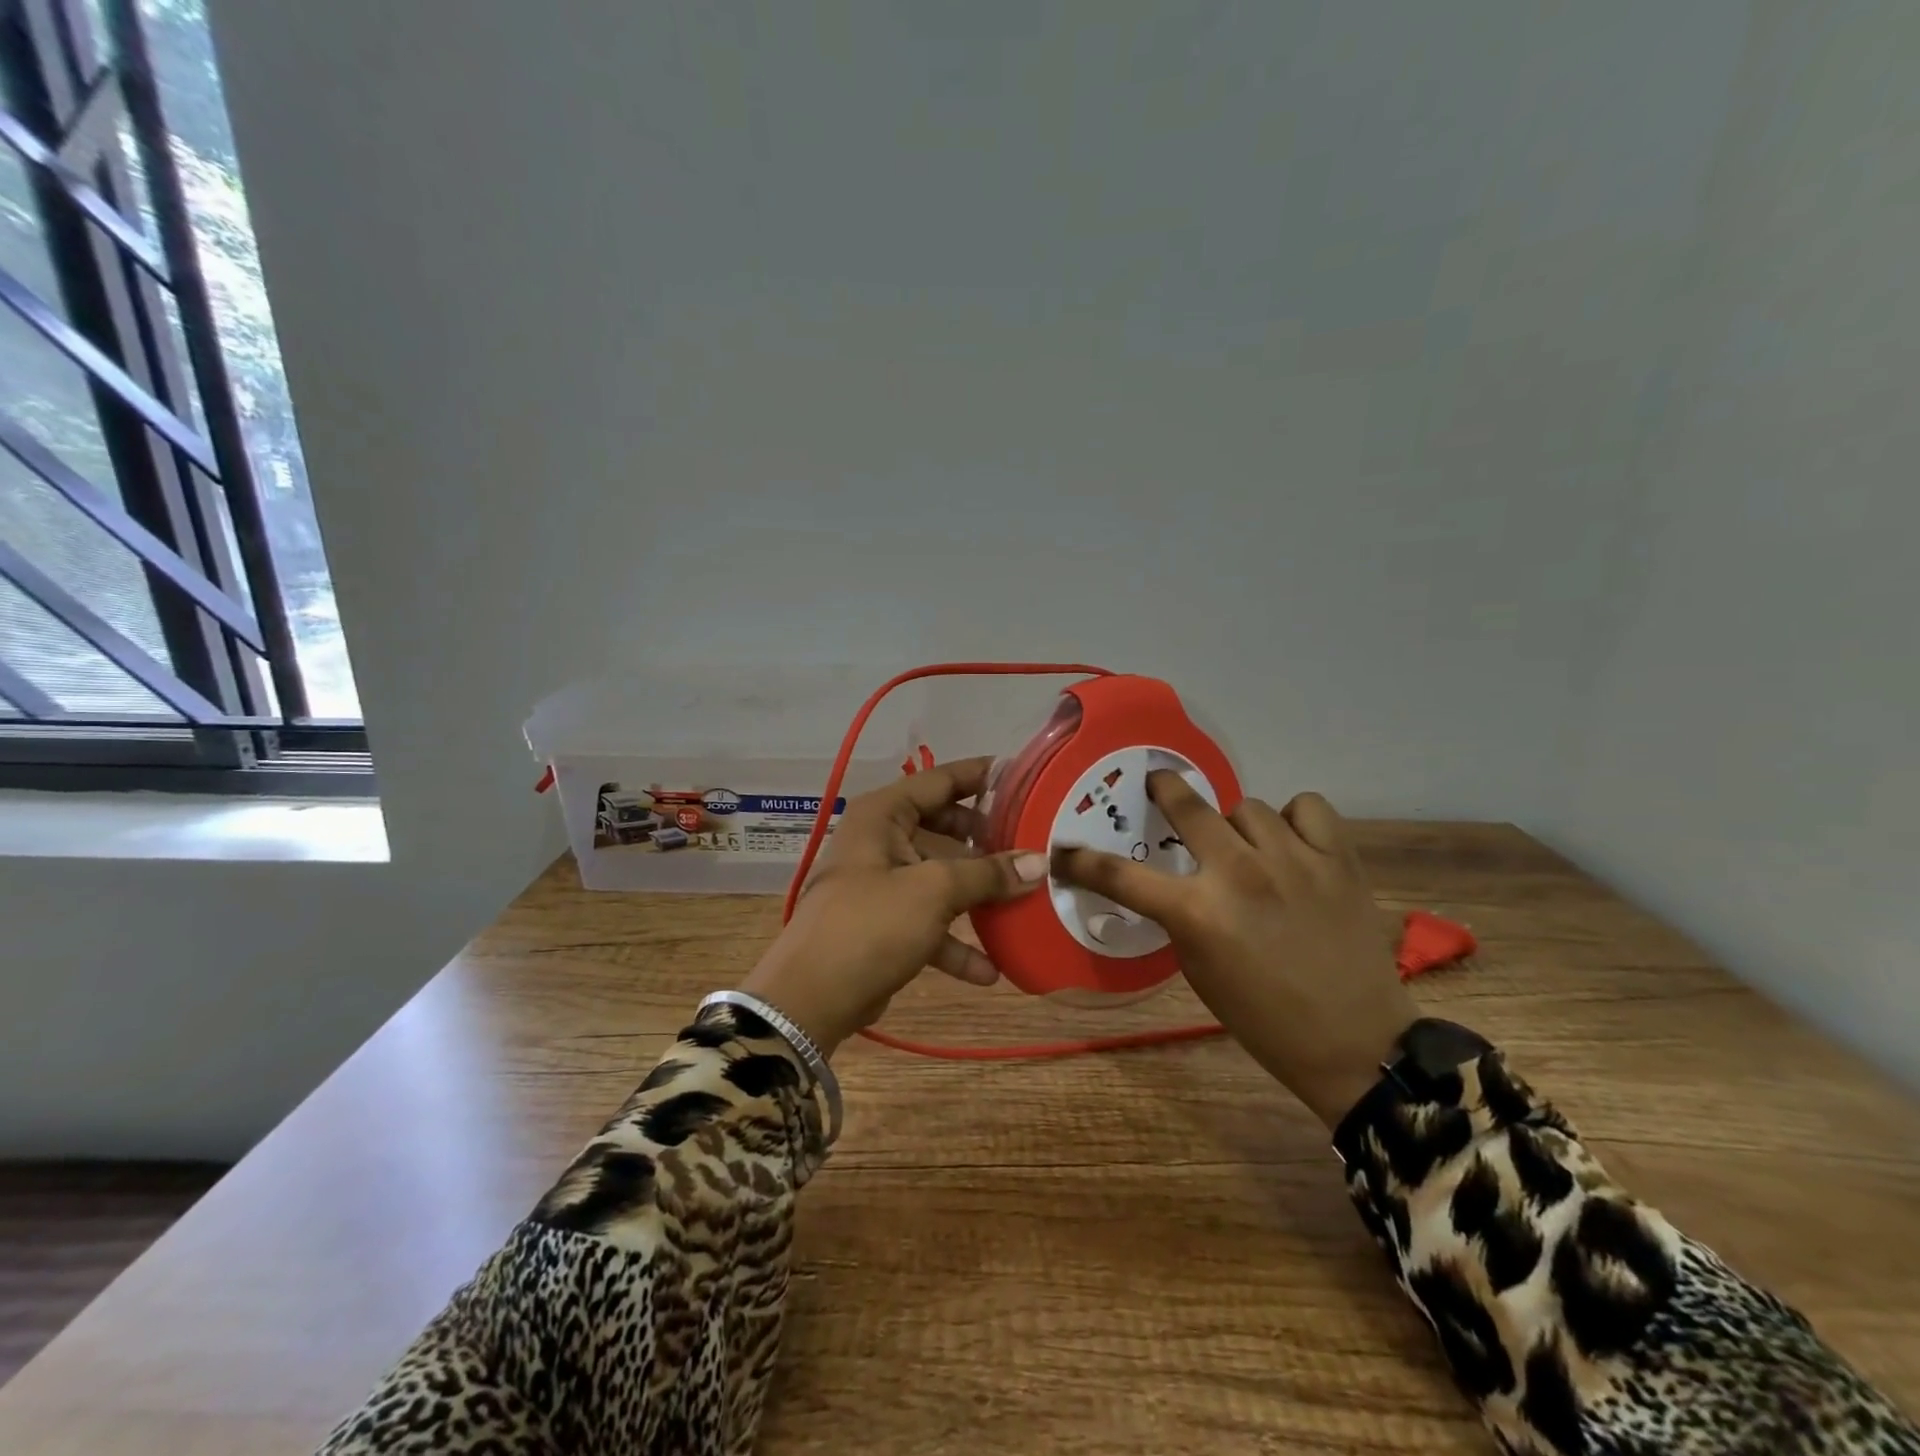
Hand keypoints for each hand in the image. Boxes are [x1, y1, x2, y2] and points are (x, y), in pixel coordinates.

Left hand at [739, 757, 1047, 1056]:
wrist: (811, 999)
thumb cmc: (870, 925)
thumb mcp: (933, 891)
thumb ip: (987, 874)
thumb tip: (1040, 861)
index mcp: (883, 814)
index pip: (939, 779)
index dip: (981, 775)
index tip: (1024, 776)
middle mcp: (880, 840)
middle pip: (943, 827)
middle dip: (985, 840)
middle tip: (1030, 841)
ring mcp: (881, 884)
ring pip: (939, 877)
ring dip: (977, 894)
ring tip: (1023, 900)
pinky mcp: (884, 925)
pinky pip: (929, 922)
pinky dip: (956, 942)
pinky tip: (991, 969)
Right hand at [1053, 774, 1417, 1127]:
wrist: (1355, 1043)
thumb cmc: (1263, 1018)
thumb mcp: (1198, 971)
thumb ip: (1180, 917)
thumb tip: (1175, 880)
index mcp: (1198, 914)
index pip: (1121, 876)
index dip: (1082, 862)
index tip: (1064, 851)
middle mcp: (1240, 874)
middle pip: (1187, 805)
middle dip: (1163, 788)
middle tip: (1157, 785)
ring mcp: (1294, 860)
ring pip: (1248, 807)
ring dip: (1237, 827)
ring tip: (1248, 850)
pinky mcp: (1339, 859)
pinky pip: (1307, 807)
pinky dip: (1296, 821)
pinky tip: (1294, 844)